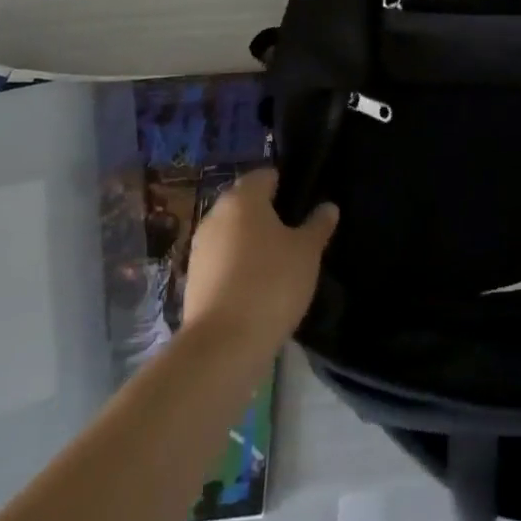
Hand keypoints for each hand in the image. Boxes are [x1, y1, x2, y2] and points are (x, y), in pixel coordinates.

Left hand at [183, 170, 337, 346]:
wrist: (223, 345)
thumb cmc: (271, 282)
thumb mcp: (307, 251)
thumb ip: (318, 225)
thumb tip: (328, 207)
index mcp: (243, 198)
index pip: (265, 176)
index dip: (286, 185)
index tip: (304, 204)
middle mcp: (215, 215)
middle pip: (245, 204)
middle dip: (268, 214)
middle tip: (295, 234)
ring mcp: (200, 249)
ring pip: (232, 233)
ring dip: (251, 242)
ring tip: (279, 263)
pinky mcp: (192, 280)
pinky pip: (222, 261)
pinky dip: (238, 266)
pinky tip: (258, 286)